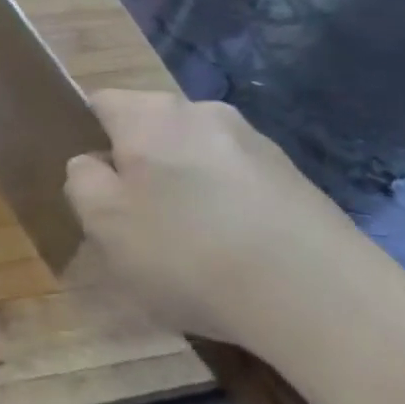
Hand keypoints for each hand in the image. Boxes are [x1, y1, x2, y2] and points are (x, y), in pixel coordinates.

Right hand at [63, 91, 399, 354]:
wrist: (322, 300)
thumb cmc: (189, 253)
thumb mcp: (103, 224)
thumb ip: (82, 181)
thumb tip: (92, 164)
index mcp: (151, 114)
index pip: (99, 103)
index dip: (86, 139)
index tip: (93, 187)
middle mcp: (203, 112)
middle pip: (149, 130)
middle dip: (138, 168)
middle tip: (135, 224)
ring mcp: (256, 143)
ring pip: (194, 158)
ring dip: (184, 190)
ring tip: (189, 249)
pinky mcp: (295, 179)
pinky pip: (236, 184)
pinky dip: (225, 210)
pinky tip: (233, 257)